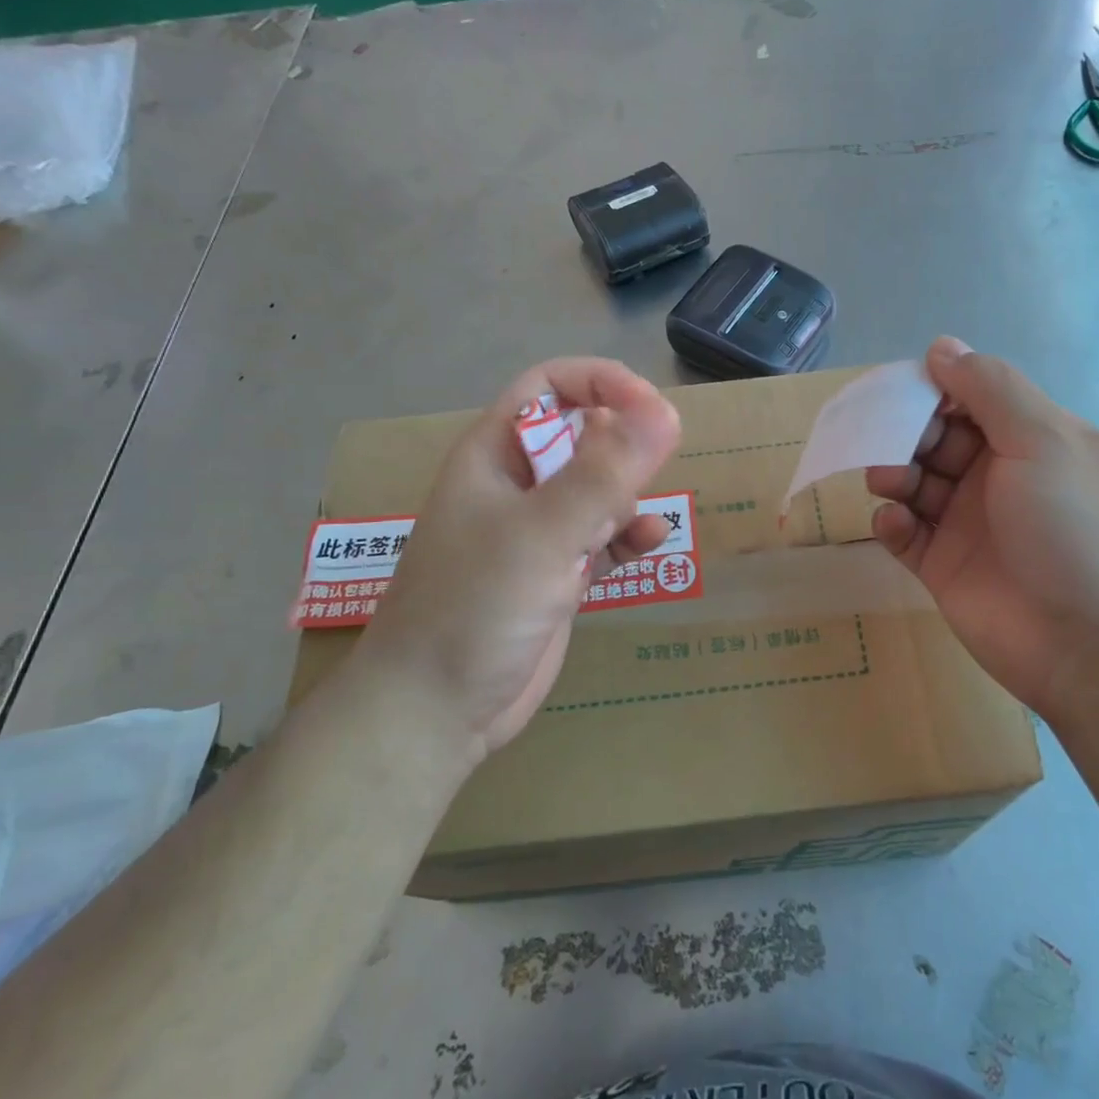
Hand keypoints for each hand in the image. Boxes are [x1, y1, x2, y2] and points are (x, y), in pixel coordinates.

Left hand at [360, 359, 680, 756]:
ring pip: (596, 488)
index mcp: (495, 454)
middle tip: (658, 462)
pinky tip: (651, 543)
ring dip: (629, 492)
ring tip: (643, 515)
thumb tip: (665, 411)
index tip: (650, 409)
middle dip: (622, 443)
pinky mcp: (555, 574)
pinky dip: (628, 536)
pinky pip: (602, 538)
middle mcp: (516, 484)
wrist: (433, 714)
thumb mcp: (542, 532)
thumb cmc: (475, 608)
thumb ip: (604, 472)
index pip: (551, 387)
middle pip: (581, 435)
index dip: (601, 384)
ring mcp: (536, 532)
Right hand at [866, 337, 1098, 712]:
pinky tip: (896, 523)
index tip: (902, 389)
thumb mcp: (1044, 439)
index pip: (977, 399)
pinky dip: (893, 522)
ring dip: (895, 474)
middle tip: (887, 439)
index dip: (939, 389)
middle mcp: (1002, 478)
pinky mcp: (944, 567)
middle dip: (909, 433)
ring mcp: (972, 525)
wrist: (1095, 647)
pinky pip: (906, 534)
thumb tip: (942, 345)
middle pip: (939, 439)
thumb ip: (990, 388)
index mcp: (1036, 441)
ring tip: (887, 482)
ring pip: (917, 483)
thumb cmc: (1075, 528)